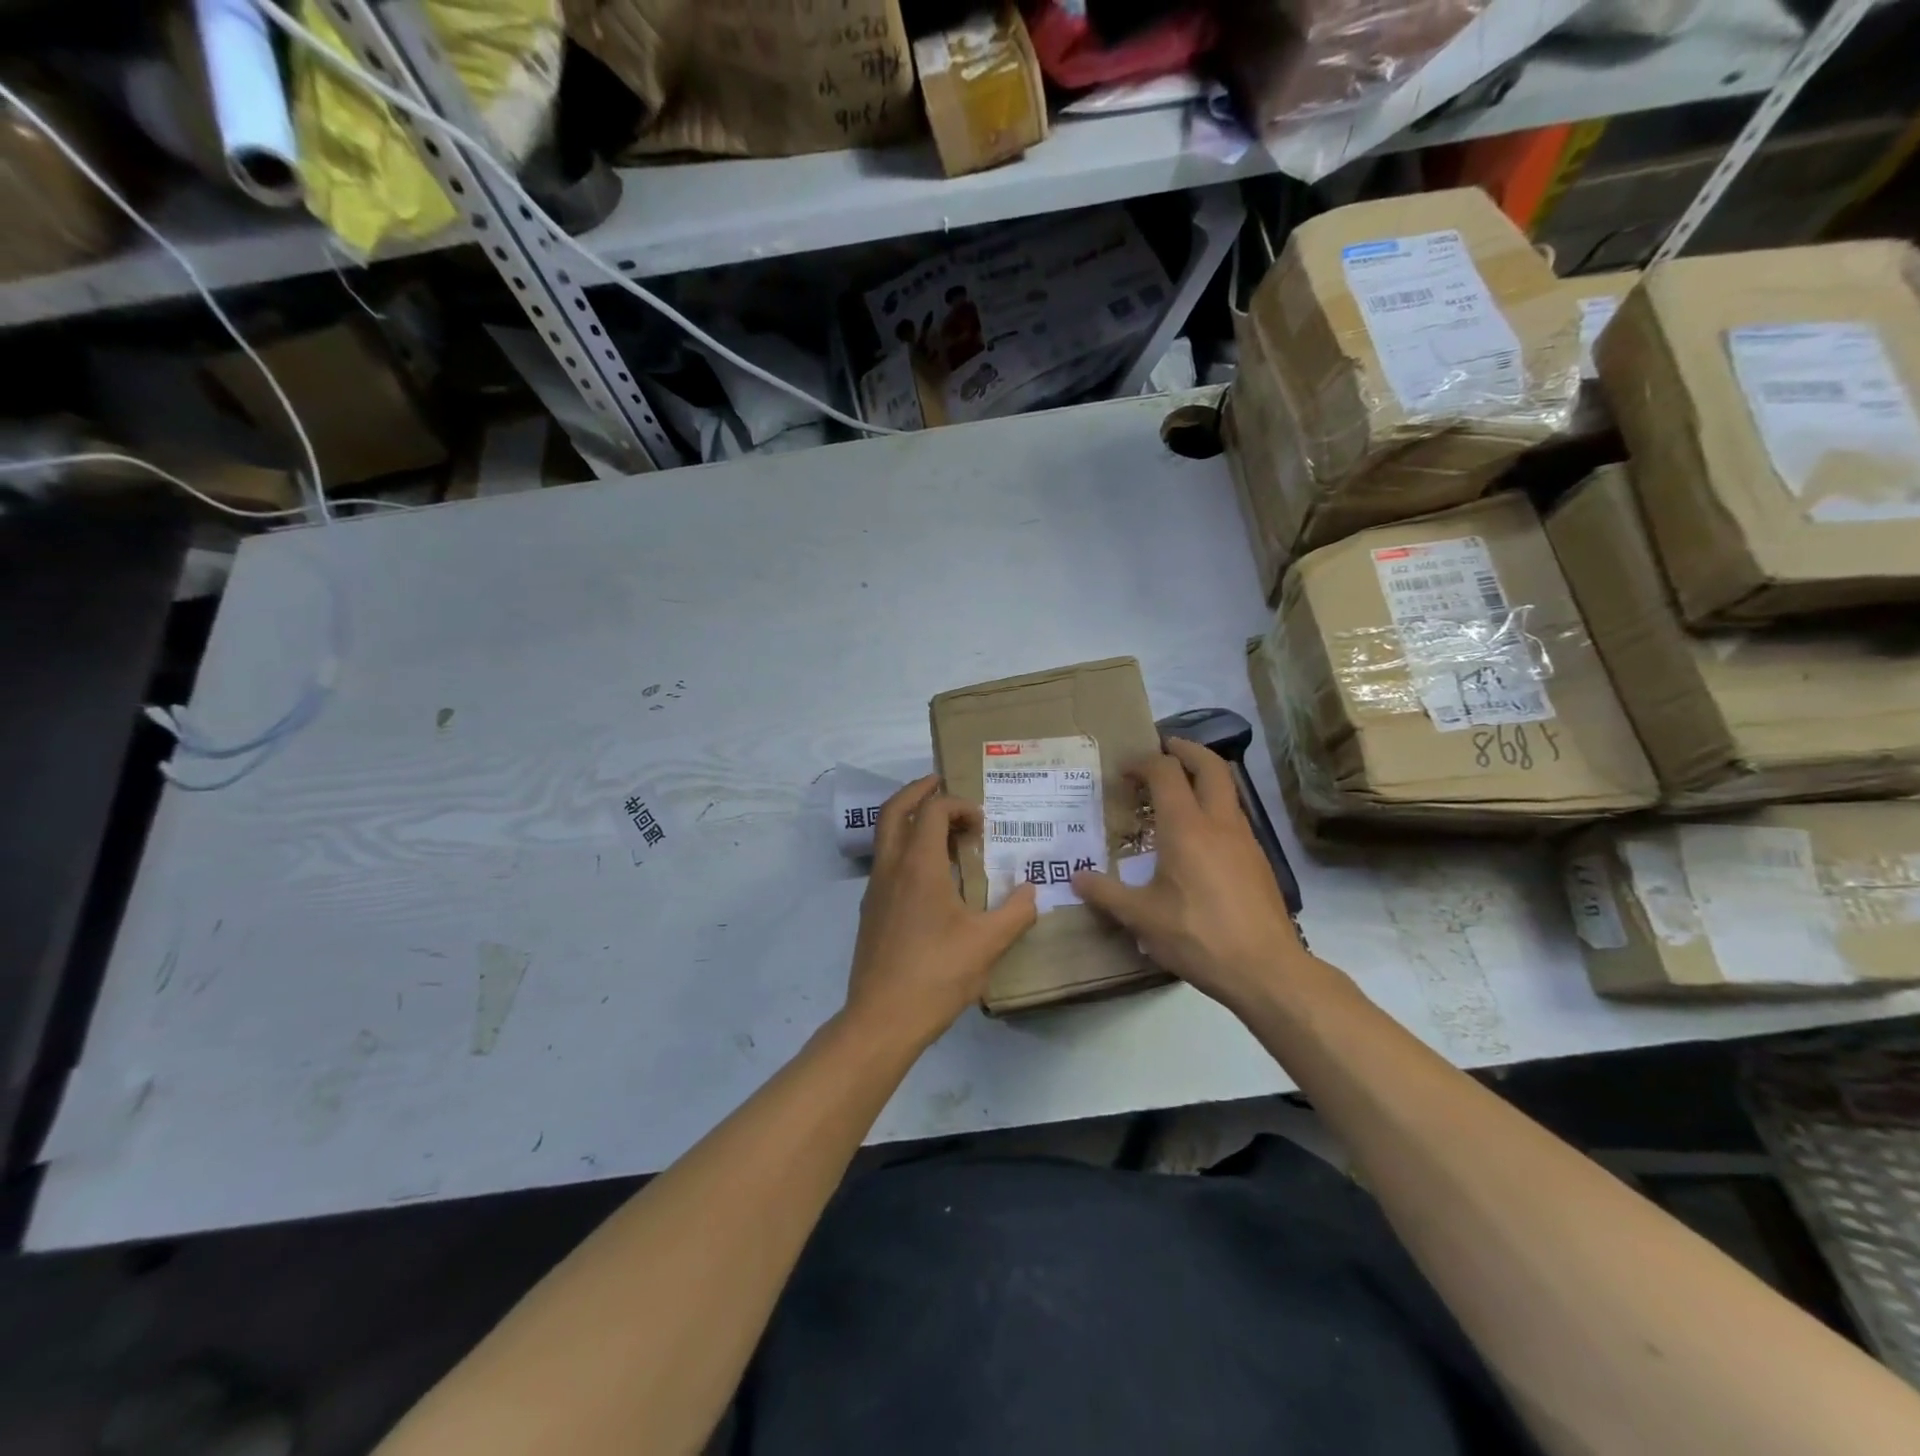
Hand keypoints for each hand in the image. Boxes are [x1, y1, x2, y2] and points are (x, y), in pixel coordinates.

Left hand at [846, 775, 1037, 1047]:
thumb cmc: (936, 975)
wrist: (882, 1018)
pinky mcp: (871, 910)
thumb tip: (1033, 890)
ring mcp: (875, 889)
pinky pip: (887, 861)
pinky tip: (931, 874)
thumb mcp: (987, 944)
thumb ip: (1016, 912)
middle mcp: (891, 868)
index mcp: (918, 866)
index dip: (959, 805)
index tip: (983, 824)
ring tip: (942, 827)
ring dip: (911, 819)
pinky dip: (906, 848)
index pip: (934, 811)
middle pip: (895, 810)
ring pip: (886, 835)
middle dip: (919, 790)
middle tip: (942, 784)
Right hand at [1072, 738, 1303, 1013]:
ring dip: (1203, 778)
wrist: (1266, 969)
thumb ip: (1106, 893)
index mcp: (1186, 827)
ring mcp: (1245, 840)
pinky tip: (1198, 838)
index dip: (1143, 762)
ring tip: (1177, 792)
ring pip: (1228, 790)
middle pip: (1210, 766)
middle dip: (1186, 749)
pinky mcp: (1258, 861)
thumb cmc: (1198, 936)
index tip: (1124, 770)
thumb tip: (1075, 878)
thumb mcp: (1142, 918)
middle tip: (1164, 748)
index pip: (1166, 772)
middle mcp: (1219, 823)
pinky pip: (1234, 817)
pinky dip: (1214, 807)